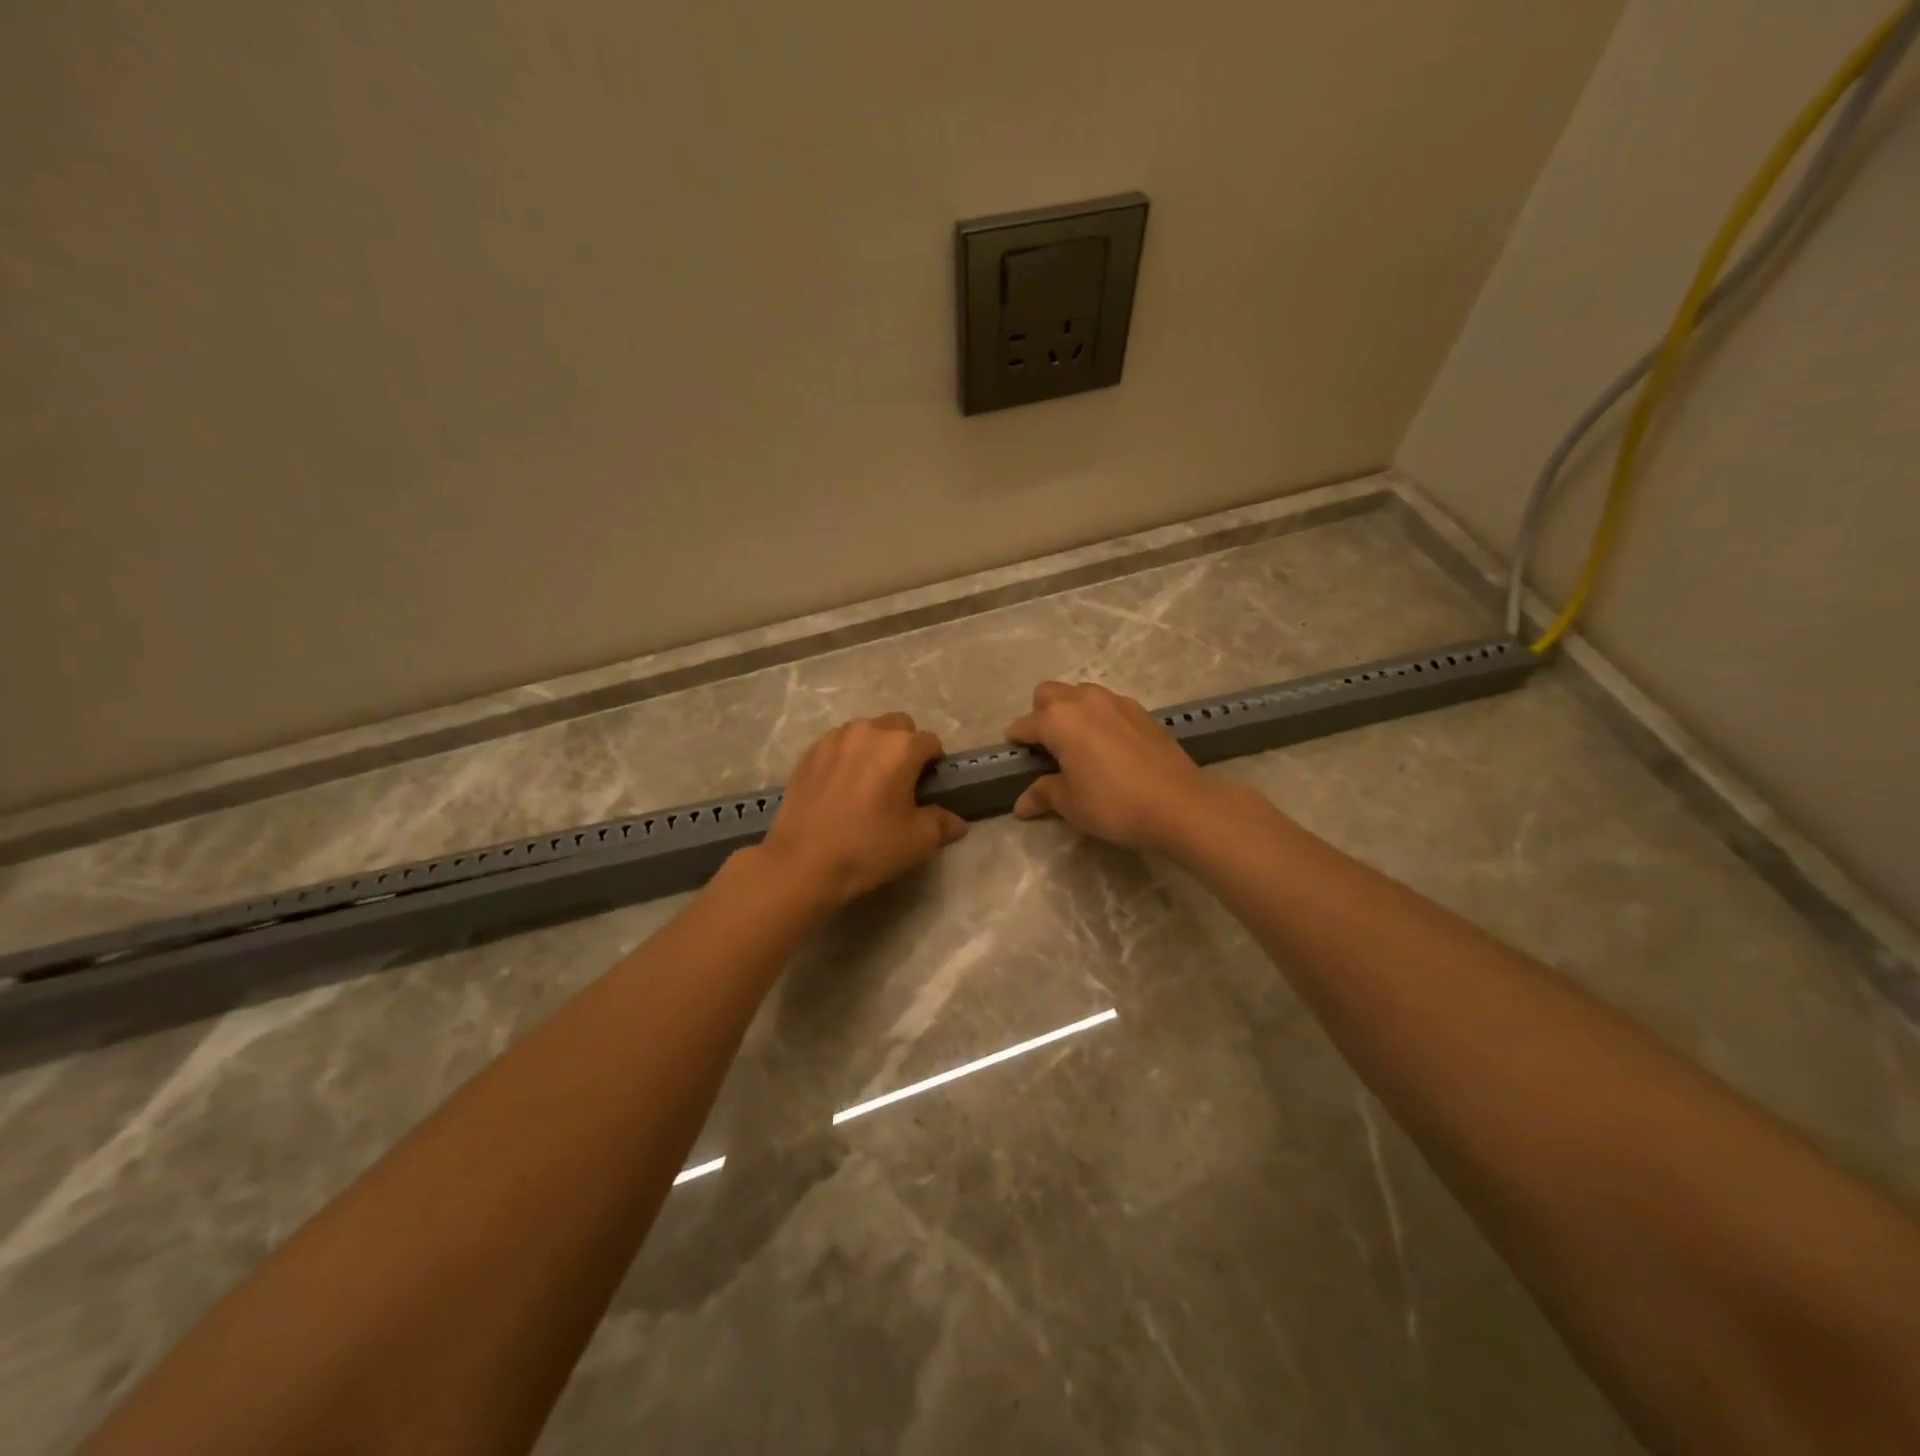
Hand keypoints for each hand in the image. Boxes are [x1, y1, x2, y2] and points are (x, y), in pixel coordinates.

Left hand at [755, 712, 967, 910]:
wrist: (802, 862)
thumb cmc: (868, 847)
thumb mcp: (918, 841)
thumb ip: (942, 824)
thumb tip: (956, 822)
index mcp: (901, 747)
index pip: (931, 742)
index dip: (934, 763)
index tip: (928, 787)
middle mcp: (869, 731)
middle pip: (899, 726)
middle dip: (905, 746)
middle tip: (900, 781)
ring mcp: (835, 739)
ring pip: (866, 731)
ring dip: (874, 748)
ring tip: (868, 782)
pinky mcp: (809, 752)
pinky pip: (838, 744)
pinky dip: (847, 757)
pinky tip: (841, 787)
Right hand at [1005, 681, 1217, 853]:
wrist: (1178, 804)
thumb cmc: (1113, 803)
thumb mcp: (1070, 803)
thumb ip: (1043, 794)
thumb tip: (1021, 805)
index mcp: (1058, 719)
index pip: (1025, 724)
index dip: (1016, 741)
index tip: (1015, 756)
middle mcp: (1084, 700)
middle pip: (1049, 694)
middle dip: (1041, 714)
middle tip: (1046, 747)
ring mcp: (1116, 702)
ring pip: (1081, 694)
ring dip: (1071, 712)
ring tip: (1077, 745)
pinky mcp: (1141, 711)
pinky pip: (1108, 706)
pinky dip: (1099, 719)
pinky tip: (1108, 747)